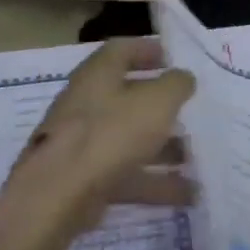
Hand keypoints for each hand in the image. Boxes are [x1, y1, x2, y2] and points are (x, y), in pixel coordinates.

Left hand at [0, 38, 195, 249]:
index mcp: (98, 76)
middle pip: (127, 98)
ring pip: (129, 140)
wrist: (54, 199)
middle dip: (161, 107)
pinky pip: (124, 175)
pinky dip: (153, 183)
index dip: (148, 50)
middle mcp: (85, 104)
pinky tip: (186, 195)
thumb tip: (182, 78)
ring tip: (196, 160)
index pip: (122, 50)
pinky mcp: (80, 180)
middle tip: (190, 112)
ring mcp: (80, 144)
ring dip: (163, 149)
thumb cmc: (110, 134)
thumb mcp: (157, 101)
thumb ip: (176, 84)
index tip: (174, 60)